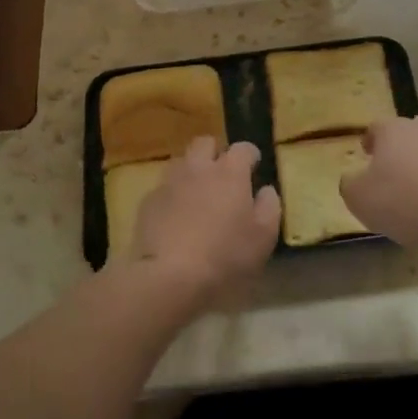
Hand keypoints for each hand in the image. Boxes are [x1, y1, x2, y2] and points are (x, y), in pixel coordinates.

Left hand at [125, 138, 279, 307]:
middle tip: (222, 174)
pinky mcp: (148, 201)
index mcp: (230, 172)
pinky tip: (175, 216)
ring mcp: (170, 182)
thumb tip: (266, 190)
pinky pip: (163, 188)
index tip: (254, 166)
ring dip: (191, 171)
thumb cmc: (226, 255)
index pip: (243, 148)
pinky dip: (172, 195)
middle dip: (215, 152)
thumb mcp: (264, 236)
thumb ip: (269, 206)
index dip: (250, 155)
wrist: (170, 275)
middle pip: (205, 143)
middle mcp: (198, 168)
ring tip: (197, 193)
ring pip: (181, 162)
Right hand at [340, 114, 417, 250]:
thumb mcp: (359, 198)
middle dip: (401, 150)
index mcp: (394, 129)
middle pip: (409, 134)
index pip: (376, 127)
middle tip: (393, 173)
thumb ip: (350, 184)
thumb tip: (353, 178)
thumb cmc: (404, 201)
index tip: (366, 154)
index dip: (370, 142)